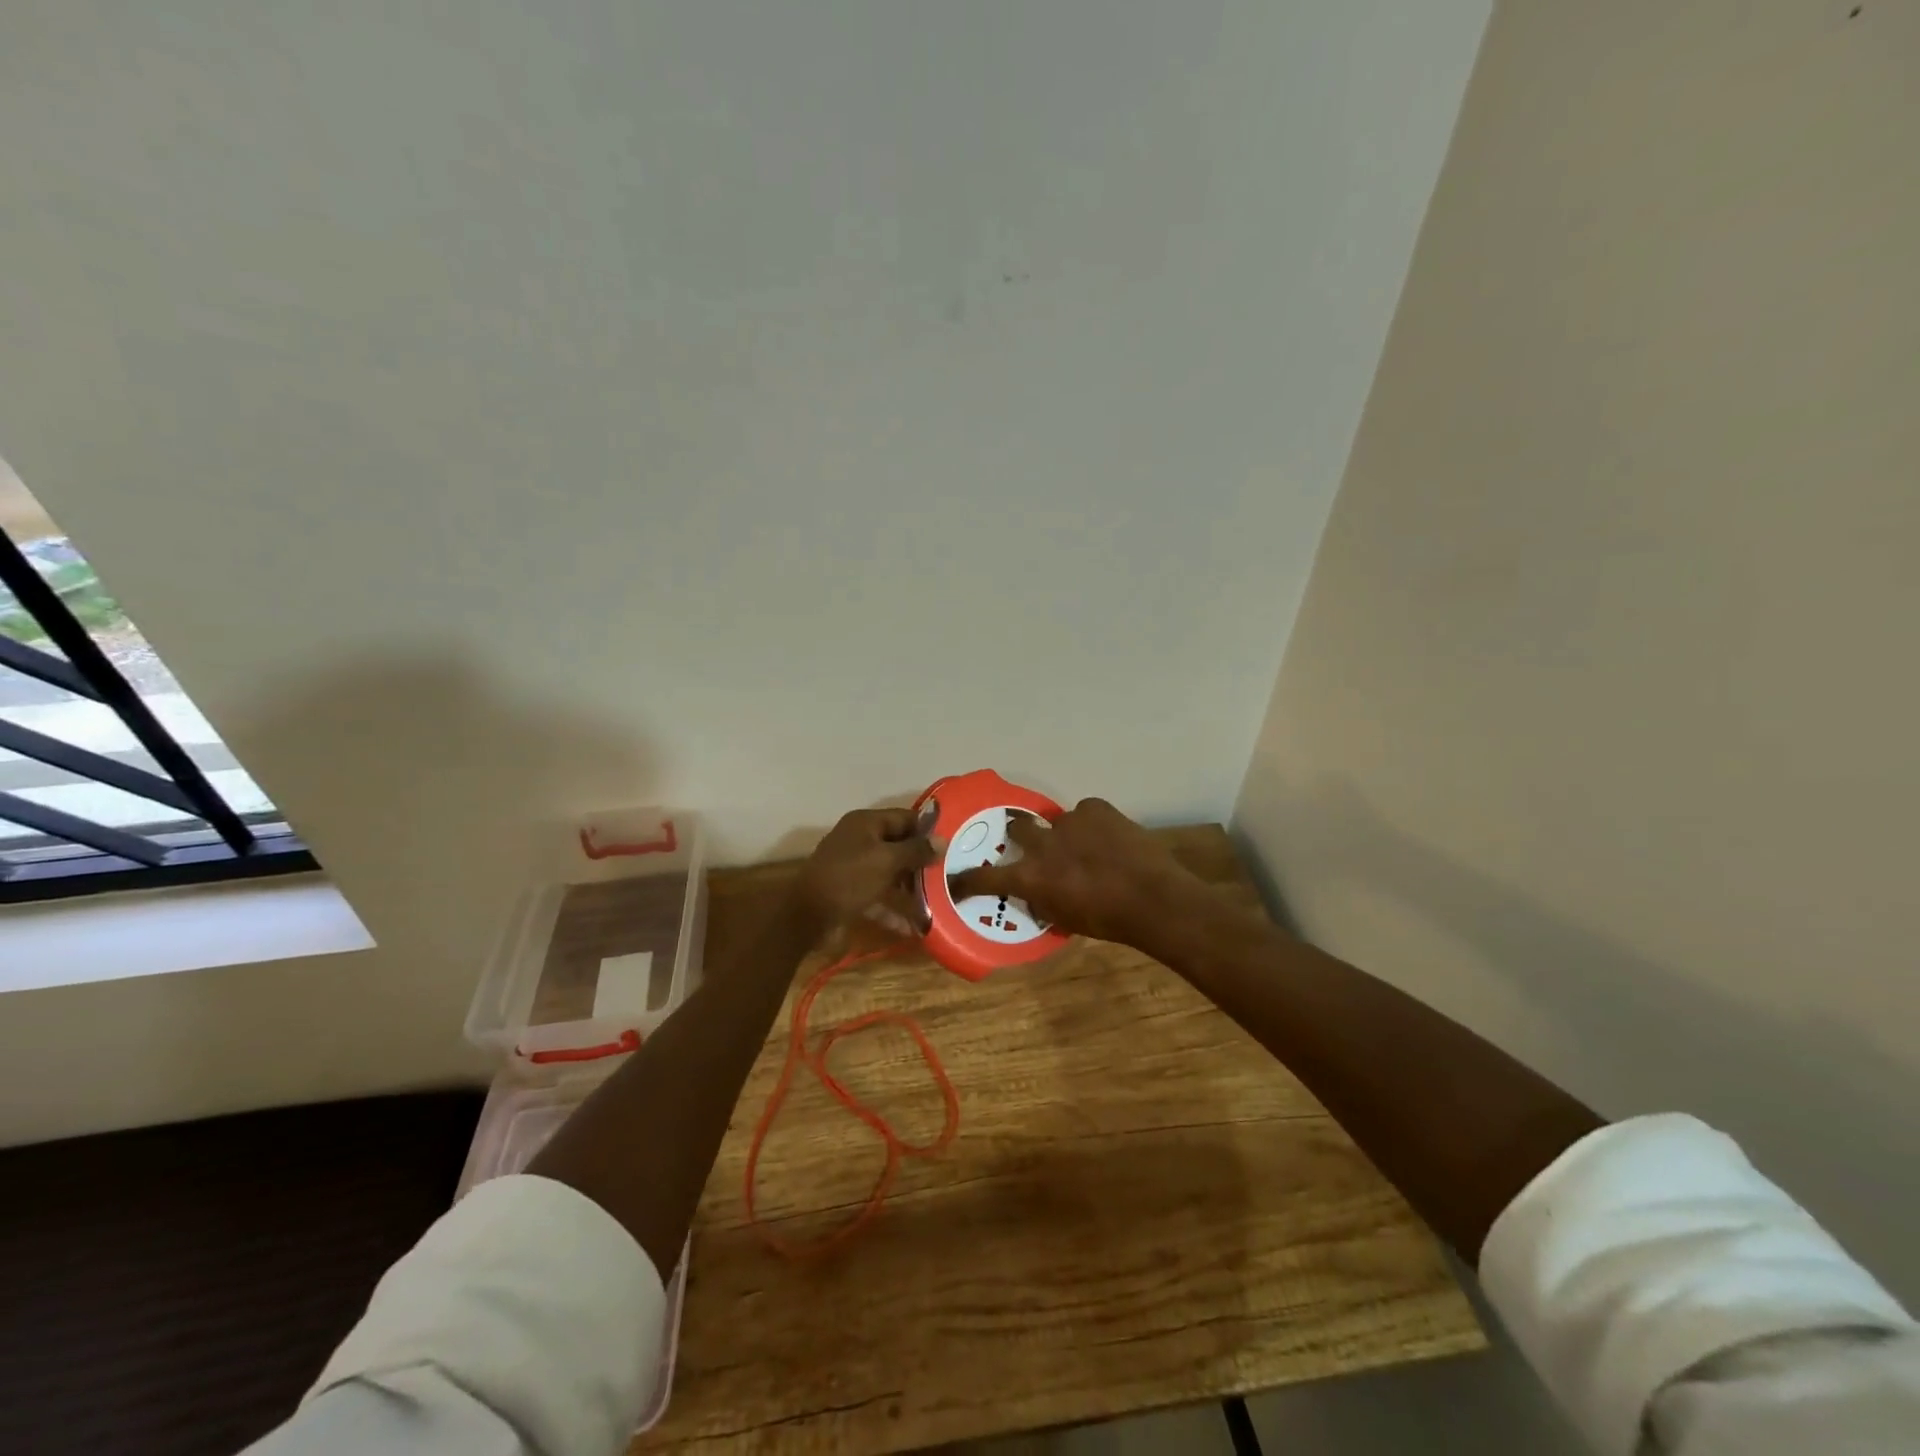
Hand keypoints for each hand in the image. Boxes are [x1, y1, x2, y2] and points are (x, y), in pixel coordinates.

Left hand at [795, 807, 941, 931]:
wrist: (806, 916)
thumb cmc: (849, 879)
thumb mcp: (886, 861)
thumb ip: (916, 850)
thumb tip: (943, 841)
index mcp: (866, 823)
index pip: (905, 818)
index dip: (928, 829)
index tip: (954, 843)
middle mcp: (860, 841)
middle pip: (898, 846)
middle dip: (922, 862)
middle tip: (950, 874)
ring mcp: (854, 868)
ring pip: (890, 873)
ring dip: (911, 888)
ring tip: (939, 901)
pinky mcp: (851, 893)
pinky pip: (879, 897)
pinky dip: (894, 909)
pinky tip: (915, 926)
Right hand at [948, 798, 1201, 945]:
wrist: (1152, 899)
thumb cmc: (1107, 921)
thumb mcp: (1064, 918)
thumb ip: (1042, 900)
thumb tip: (1034, 892)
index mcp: (1030, 876)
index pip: (986, 877)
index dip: (968, 879)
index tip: (957, 880)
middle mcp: (1042, 845)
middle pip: (1016, 827)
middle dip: (1020, 835)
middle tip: (1033, 844)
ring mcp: (1069, 821)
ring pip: (1057, 821)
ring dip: (1066, 834)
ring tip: (1088, 846)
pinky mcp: (1096, 808)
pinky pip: (1087, 812)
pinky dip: (1093, 824)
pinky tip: (1109, 838)